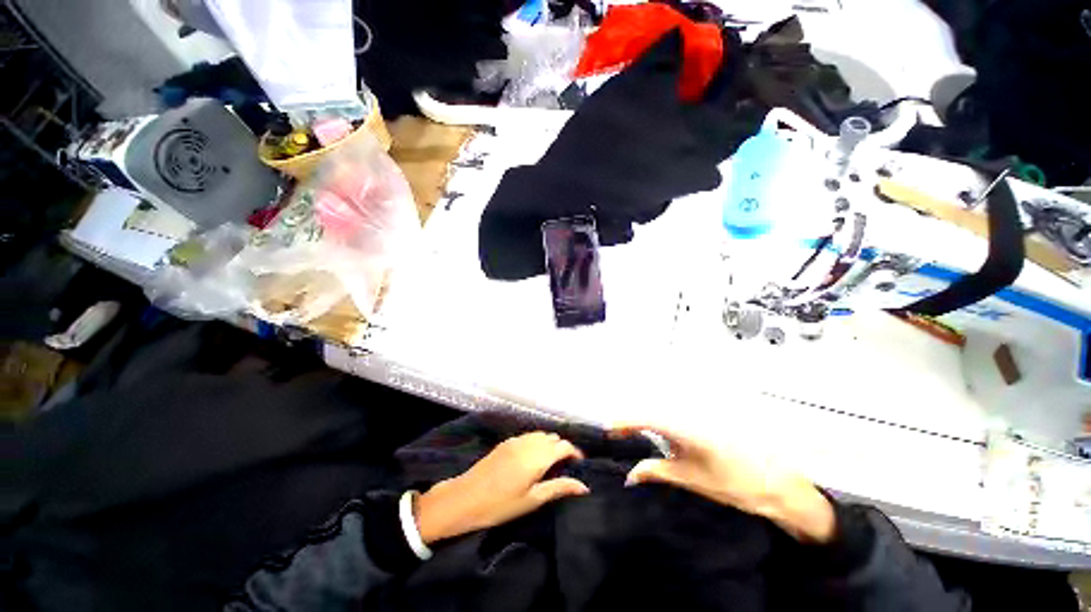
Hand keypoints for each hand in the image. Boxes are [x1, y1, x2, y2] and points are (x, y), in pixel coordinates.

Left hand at [415, 432, 589, 543]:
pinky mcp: (506, 441)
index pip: (564, 446)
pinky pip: (528, 436)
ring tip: (549, 463)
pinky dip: (536, 442)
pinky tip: (531, 457)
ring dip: (549, 444)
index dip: (575, 453)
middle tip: (564, 467)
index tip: (579, 464)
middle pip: (553, 438)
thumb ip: (559, 488)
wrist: (465, 497)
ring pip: (541, 434)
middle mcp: (529, 442)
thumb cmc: (501, 504)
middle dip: (562, 448)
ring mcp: (516, 439)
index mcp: (538, 456)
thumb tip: (583, 486)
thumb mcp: (532, 500)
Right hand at [612, 424, 835, 543]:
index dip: (626, 421)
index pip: (649, 419)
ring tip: (631, 430)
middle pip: (653, 411)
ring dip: (646, 420)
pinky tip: (656, 431)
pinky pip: (676, 416)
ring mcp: (700, 415)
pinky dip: (661, 422)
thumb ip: (658, 472)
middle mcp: (692, 416)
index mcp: (689, 430)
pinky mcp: (705, 420)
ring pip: (664, 412)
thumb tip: (630, 474)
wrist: (777, 484)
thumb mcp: (692, 480)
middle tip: (617, 432)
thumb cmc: (736, 485)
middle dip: (632, 420)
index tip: (609, 428)